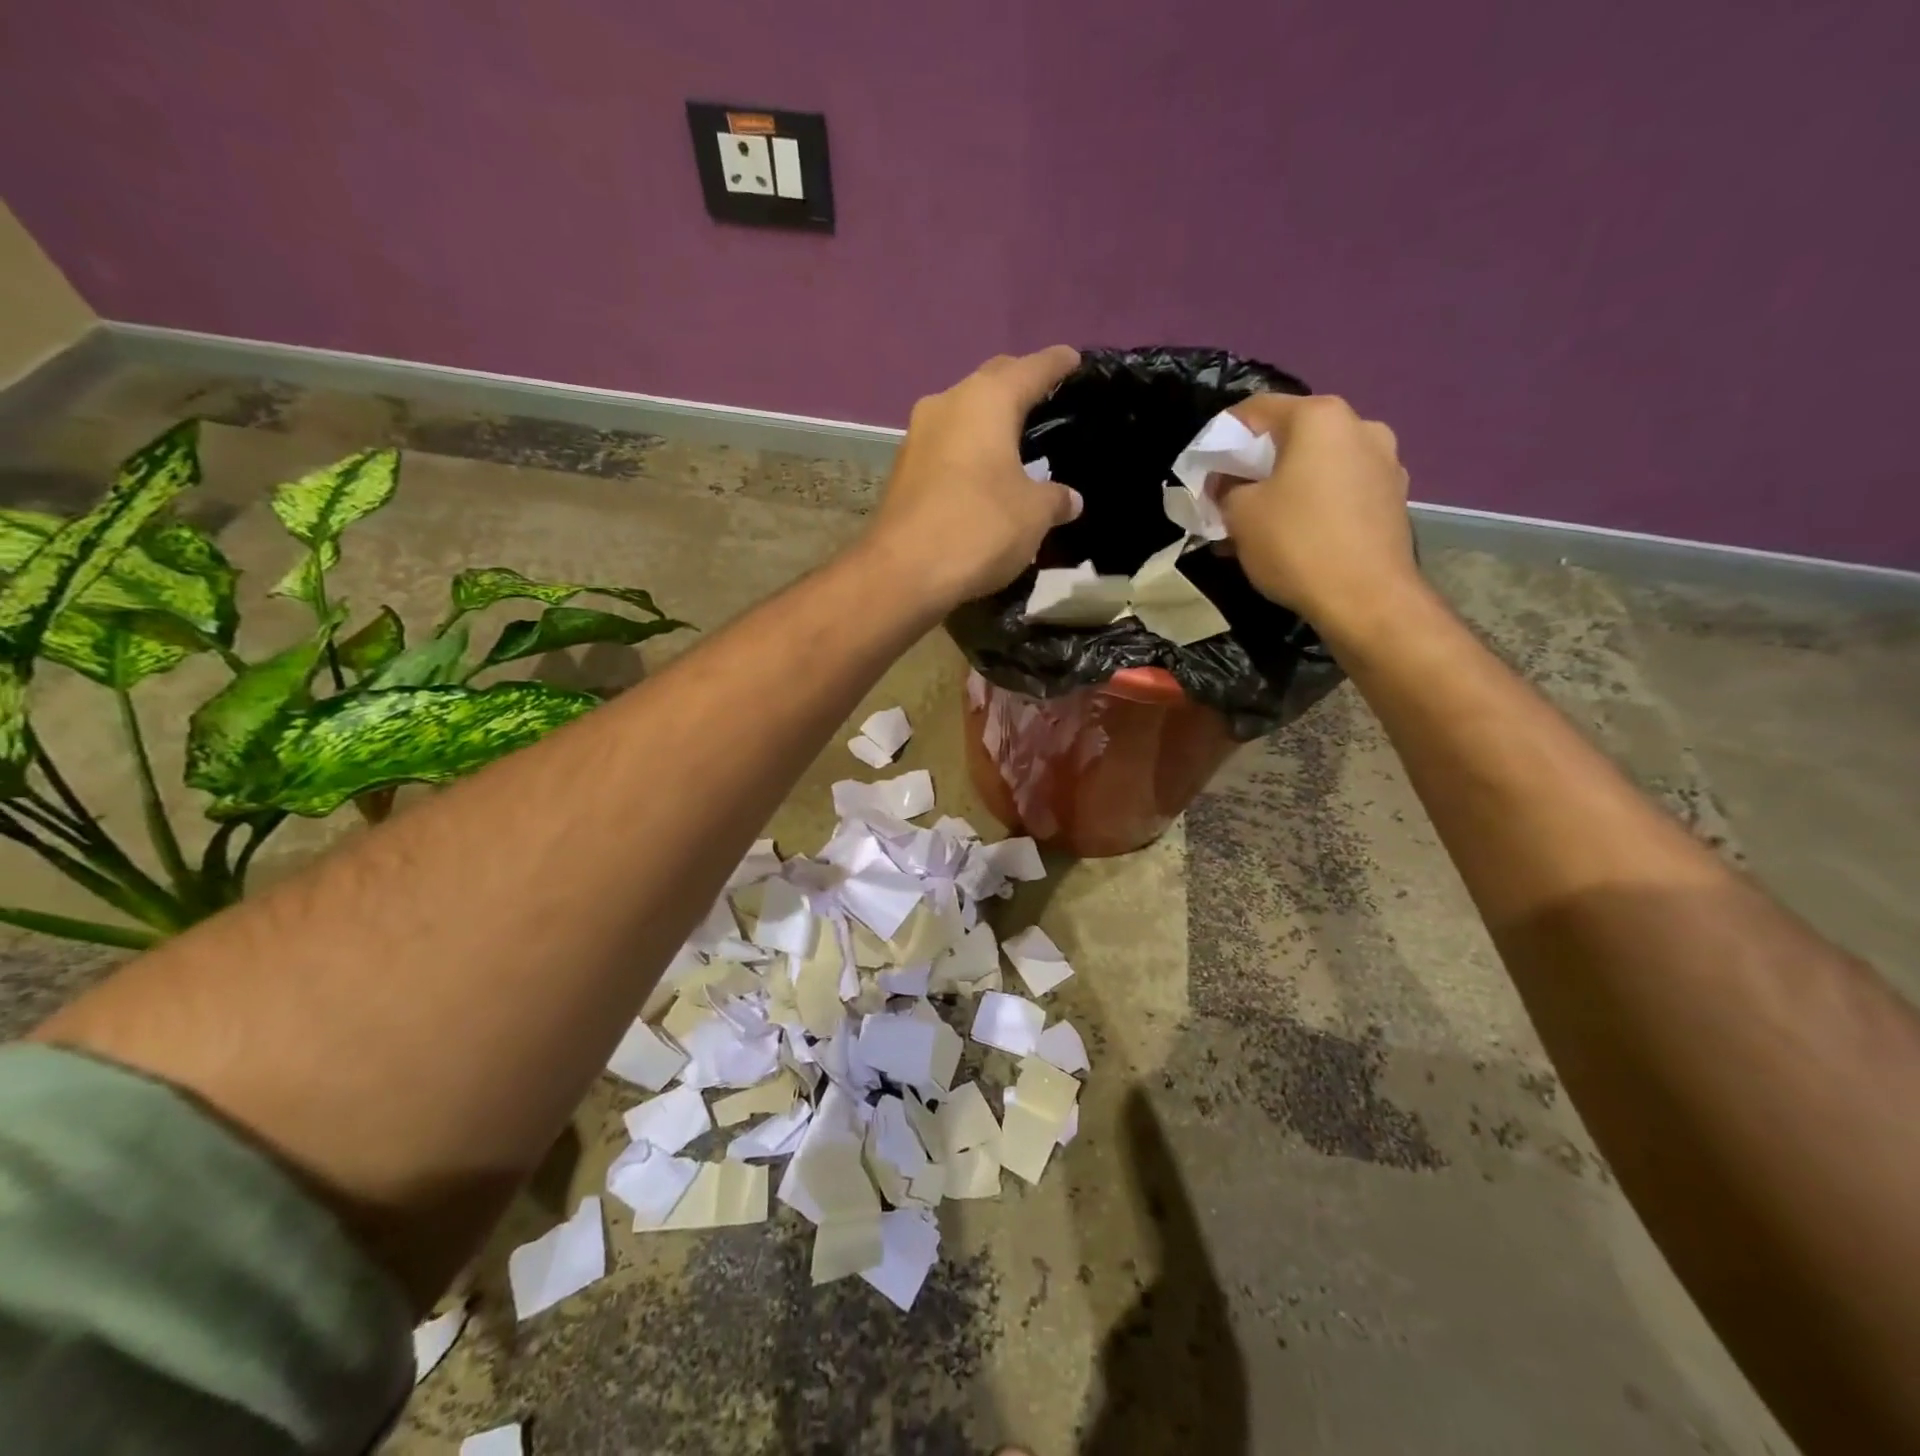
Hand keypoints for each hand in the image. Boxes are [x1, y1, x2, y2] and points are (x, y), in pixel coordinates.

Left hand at [863, 347, 1084, 607]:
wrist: (902, 572)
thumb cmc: (978, 528)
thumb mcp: (1033, 515)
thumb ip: (1055, 498)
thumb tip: (1070, 499)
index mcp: (986, 400)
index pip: (1031, 368)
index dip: (1057, 363)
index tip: (1074, 360)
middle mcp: (947, 403)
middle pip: (992, 381)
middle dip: (1019, 384)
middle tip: (1046, 398)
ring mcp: (918, 436)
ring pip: (964, 413)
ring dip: (989, 421)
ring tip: (1015, 438)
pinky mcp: (903, 469)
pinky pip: (947, 445)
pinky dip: (969, 449)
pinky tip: (983, 471)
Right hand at [1217, 393, 1418, 635]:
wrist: (1367, 598)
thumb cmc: (1296, 544)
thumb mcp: (1239, 514)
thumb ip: (1225, 488)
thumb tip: (1226, 482)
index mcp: (1320, 418)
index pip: (1256, 409)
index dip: (1222, 436)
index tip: (1203, 467)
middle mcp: (1360, 426)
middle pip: (1292, 436)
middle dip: (1256, 465)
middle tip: (1230, 497)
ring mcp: (1385, 462)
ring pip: (1318, 466)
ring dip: (1285, 487)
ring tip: (1260, 524)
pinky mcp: (1394, 498)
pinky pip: (1340, 491)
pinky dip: (1313, 505)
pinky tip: (1295, 536)